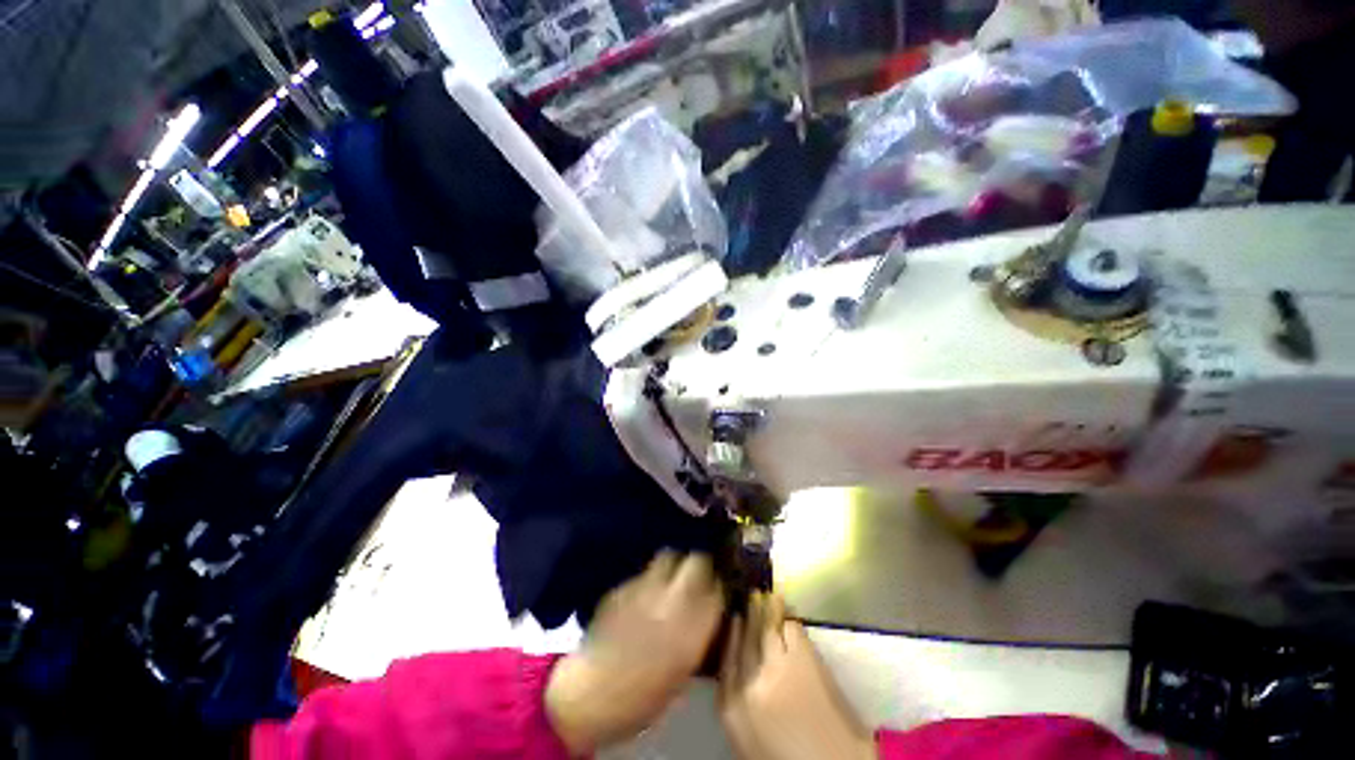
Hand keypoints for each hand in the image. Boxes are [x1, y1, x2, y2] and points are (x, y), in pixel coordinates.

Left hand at [545, 552, 723, 754]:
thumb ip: (702, 629)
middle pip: (698, 558)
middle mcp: (673, 598)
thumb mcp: (686, 666)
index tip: (721, 582)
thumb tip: (712, 606)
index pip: (720, 584)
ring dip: (676, 562)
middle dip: (702, 562)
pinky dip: (651, 576)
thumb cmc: (646, 694)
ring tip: (673, 576)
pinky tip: (646, 591)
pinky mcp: (624, 584)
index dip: (722, 580)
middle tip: (699, 573)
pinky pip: (645, 570)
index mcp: (694, 626)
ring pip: (670, 554)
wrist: (592, 693)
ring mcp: (646, 586)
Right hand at [719, 594, 874, 759]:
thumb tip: (739, 664)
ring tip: (770, 595)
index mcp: (731, 706)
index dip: (730, 633)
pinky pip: (791, 628)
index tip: (734, 615)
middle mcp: (749, 681)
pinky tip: (789, 612)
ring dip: (768, 608)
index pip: (725, 658)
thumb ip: (738, 698)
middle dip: (749, 613)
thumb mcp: (747, 734)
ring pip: (766, 627)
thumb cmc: (786, 755)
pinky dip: (789, 618)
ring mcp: (776, 667)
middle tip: (752, 594)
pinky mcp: (802, 660)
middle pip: (745, 637)